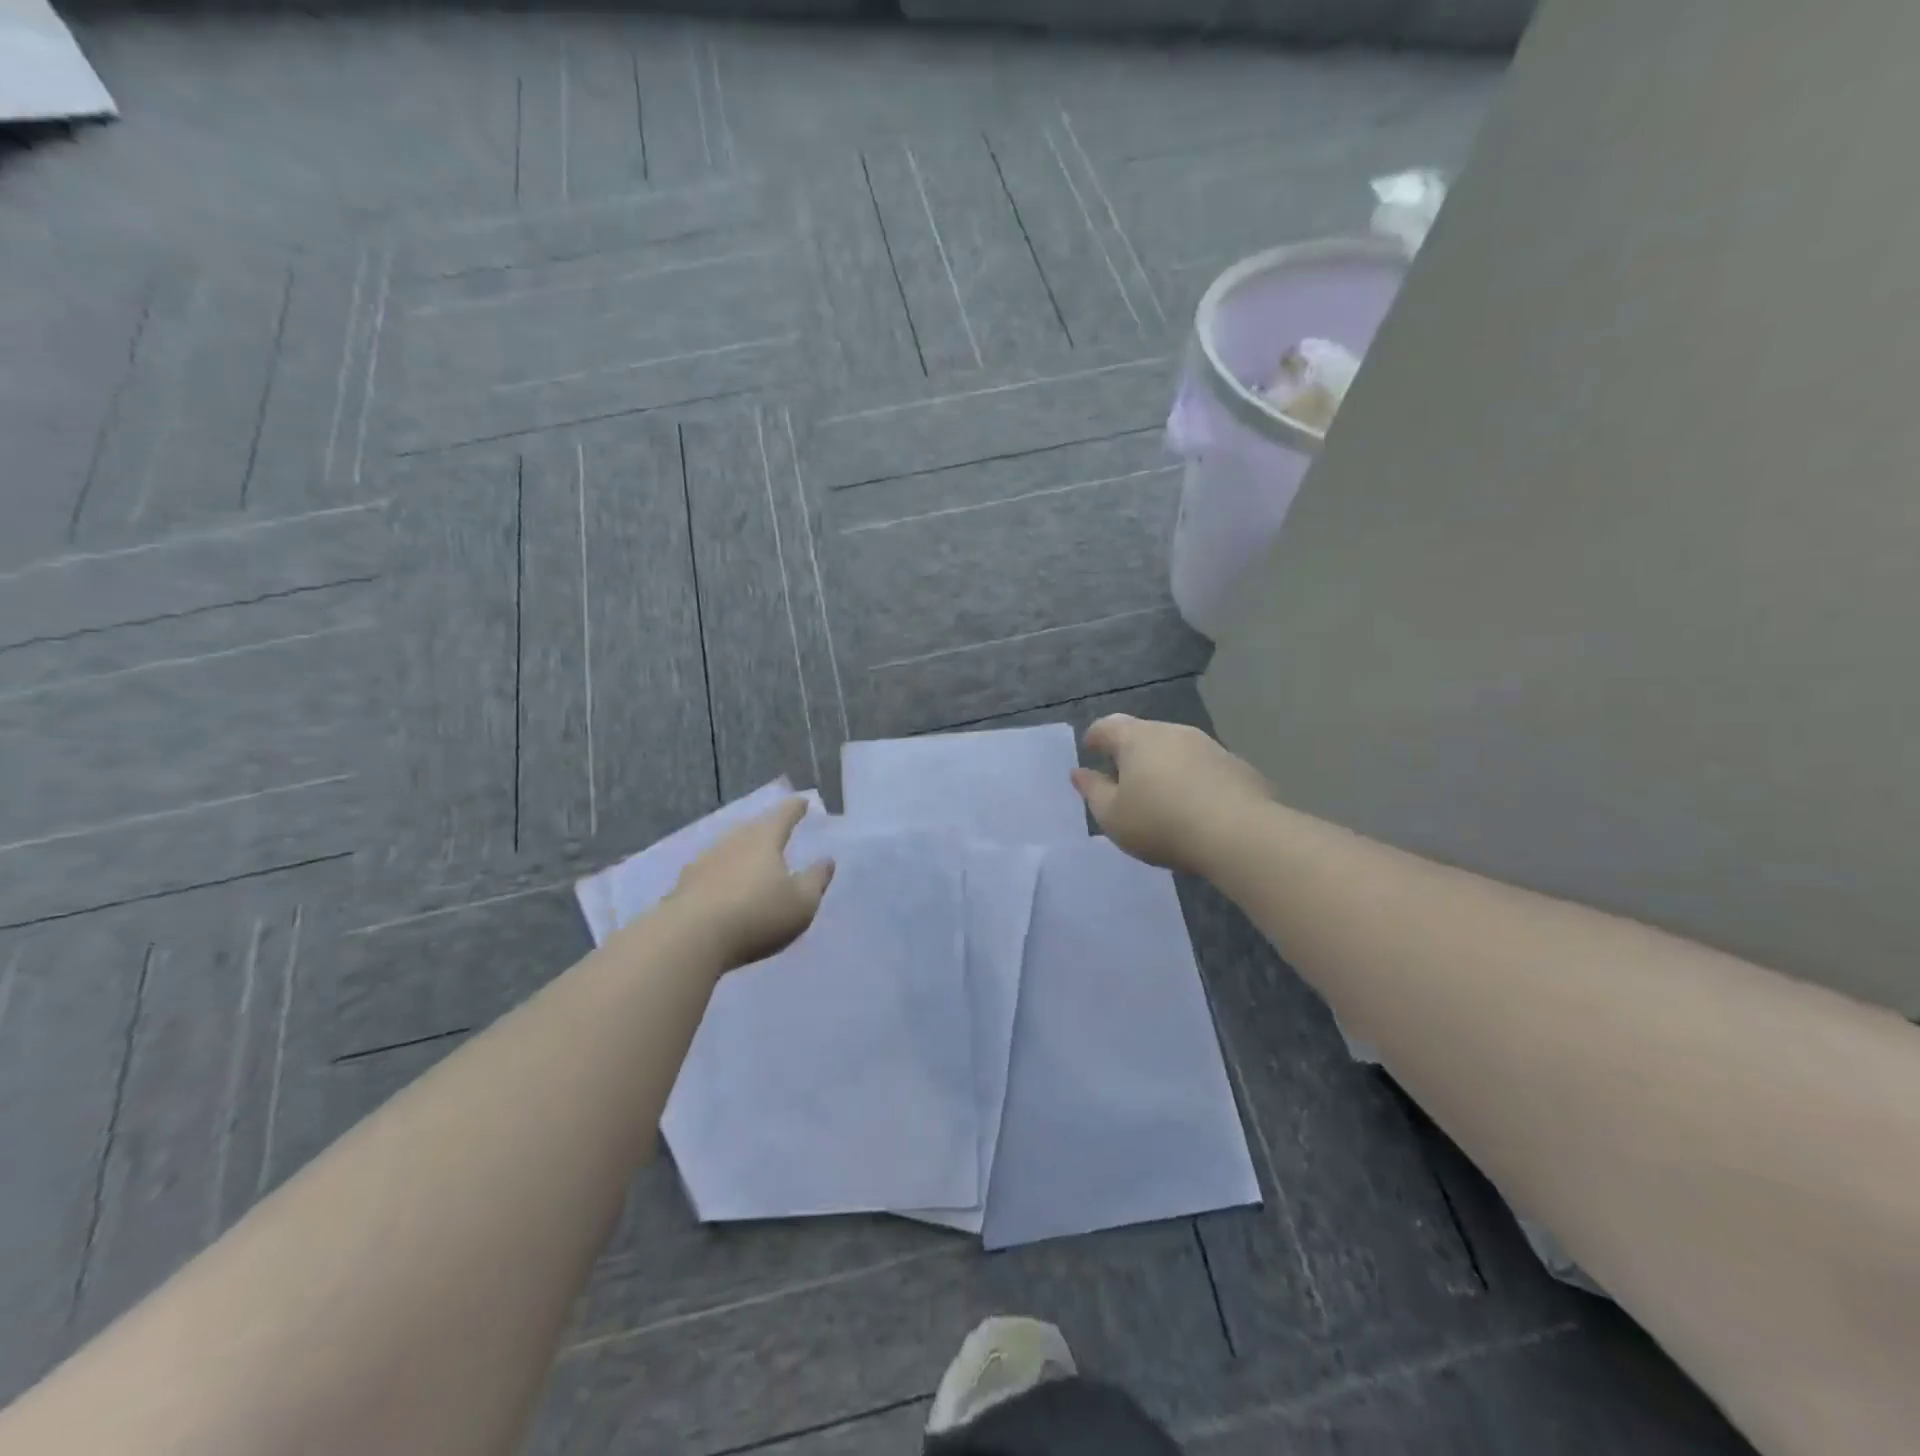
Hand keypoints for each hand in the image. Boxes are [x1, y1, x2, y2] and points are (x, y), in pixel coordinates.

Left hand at [667, 798, 834, 969]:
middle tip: (779, 830)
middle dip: (767, 828)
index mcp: (764, 839)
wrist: (688, 939)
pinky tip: (724, 887)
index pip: (783, 815)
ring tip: (753, 860)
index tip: (803, 802)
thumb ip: (816, 880)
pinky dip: (722, 875)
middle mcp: (732, 842)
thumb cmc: (756, 915)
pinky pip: (711, 872)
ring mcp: (704, 862)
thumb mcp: (801, 903)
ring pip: (729, 848)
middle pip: (753, 828)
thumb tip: (827, 860)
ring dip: (742, 852)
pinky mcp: (684, 886)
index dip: (795, 808)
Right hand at [1071, 715, 1270, 875]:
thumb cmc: (1161, 822)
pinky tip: (1194, 805)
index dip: (1094, 738)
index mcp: (1136, 738)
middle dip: (1130, 751)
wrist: (1239, 834)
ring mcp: (1208, 745)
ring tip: (1160, 794)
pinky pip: (1203, 766)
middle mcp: (1172, 731)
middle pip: (1142, 733)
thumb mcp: (1113, 816)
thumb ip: (1093, 791)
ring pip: (1175, 748)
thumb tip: (1080, 772)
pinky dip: (1192, 778)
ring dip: (1163, 764)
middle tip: (1123, 778)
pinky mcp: (1236, 764)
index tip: (1090, 751)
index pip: (1106, 726)